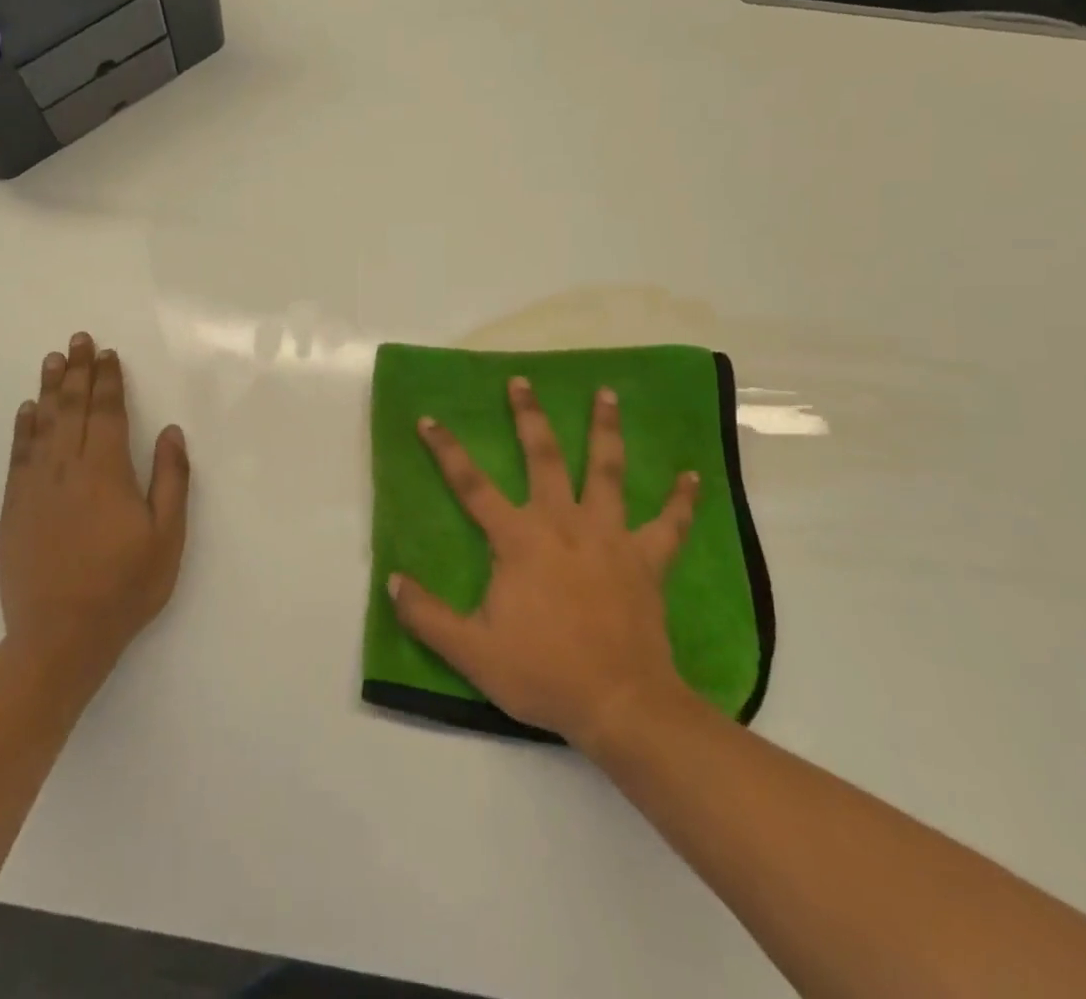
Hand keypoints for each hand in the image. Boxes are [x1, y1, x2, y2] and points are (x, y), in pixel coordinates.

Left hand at [0, 332, 189, 690]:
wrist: (59, 637)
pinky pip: (18, 455)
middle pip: (74, 409)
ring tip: (52, 360)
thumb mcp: (166, 537)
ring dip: (50, 389)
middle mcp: (68, 469)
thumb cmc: (124, 587)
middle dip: (78, 371)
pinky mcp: (14, 508)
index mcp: (107, 472)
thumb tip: (171, 431)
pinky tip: (27, 410)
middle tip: (78, 339)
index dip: (108, 380)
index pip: (108, 413)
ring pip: (44, 425)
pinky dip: (23, 428)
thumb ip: (171, 479)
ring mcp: (36, 487)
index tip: (107, 353)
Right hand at [388, 376, 699, 747]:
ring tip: (607, 392)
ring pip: (608, 471)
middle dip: (529, 416)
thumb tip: (392, 580)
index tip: (428, 419)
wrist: (621, 705)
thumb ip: (427, 615)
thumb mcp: (471, 651)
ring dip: (606, 429)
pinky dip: (682, 500)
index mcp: (519, 540)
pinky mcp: (646, 560)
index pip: (472, 485)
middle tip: (522, 381)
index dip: (447, 450)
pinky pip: (669, 524)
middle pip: (544, 457)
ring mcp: (610, 537)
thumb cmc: (543, 673)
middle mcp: (563, 523)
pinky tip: (692, 475)